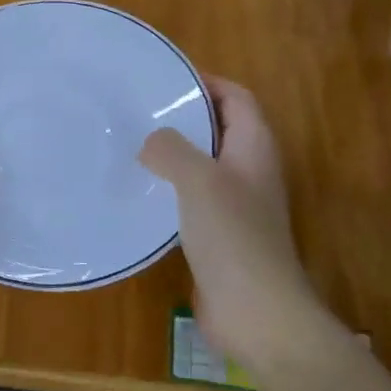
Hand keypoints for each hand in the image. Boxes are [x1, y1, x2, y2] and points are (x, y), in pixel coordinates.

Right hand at [140, 77, 327, 371]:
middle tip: (140, 109)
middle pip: (219, 128)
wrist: (257, 313)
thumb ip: (172, 149)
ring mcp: (237, 205)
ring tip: (132, 144)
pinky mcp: (220, 234)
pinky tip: (141, 192)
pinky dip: (170, 188)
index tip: (166, 78)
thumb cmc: (234, 236)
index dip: (207, 82)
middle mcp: (250, 171)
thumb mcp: (199, 180)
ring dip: (174, 154)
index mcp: (255, 148)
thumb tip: (151, 142)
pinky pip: (193, 198)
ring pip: (204, 164)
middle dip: (185, 116)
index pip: (237, 98)